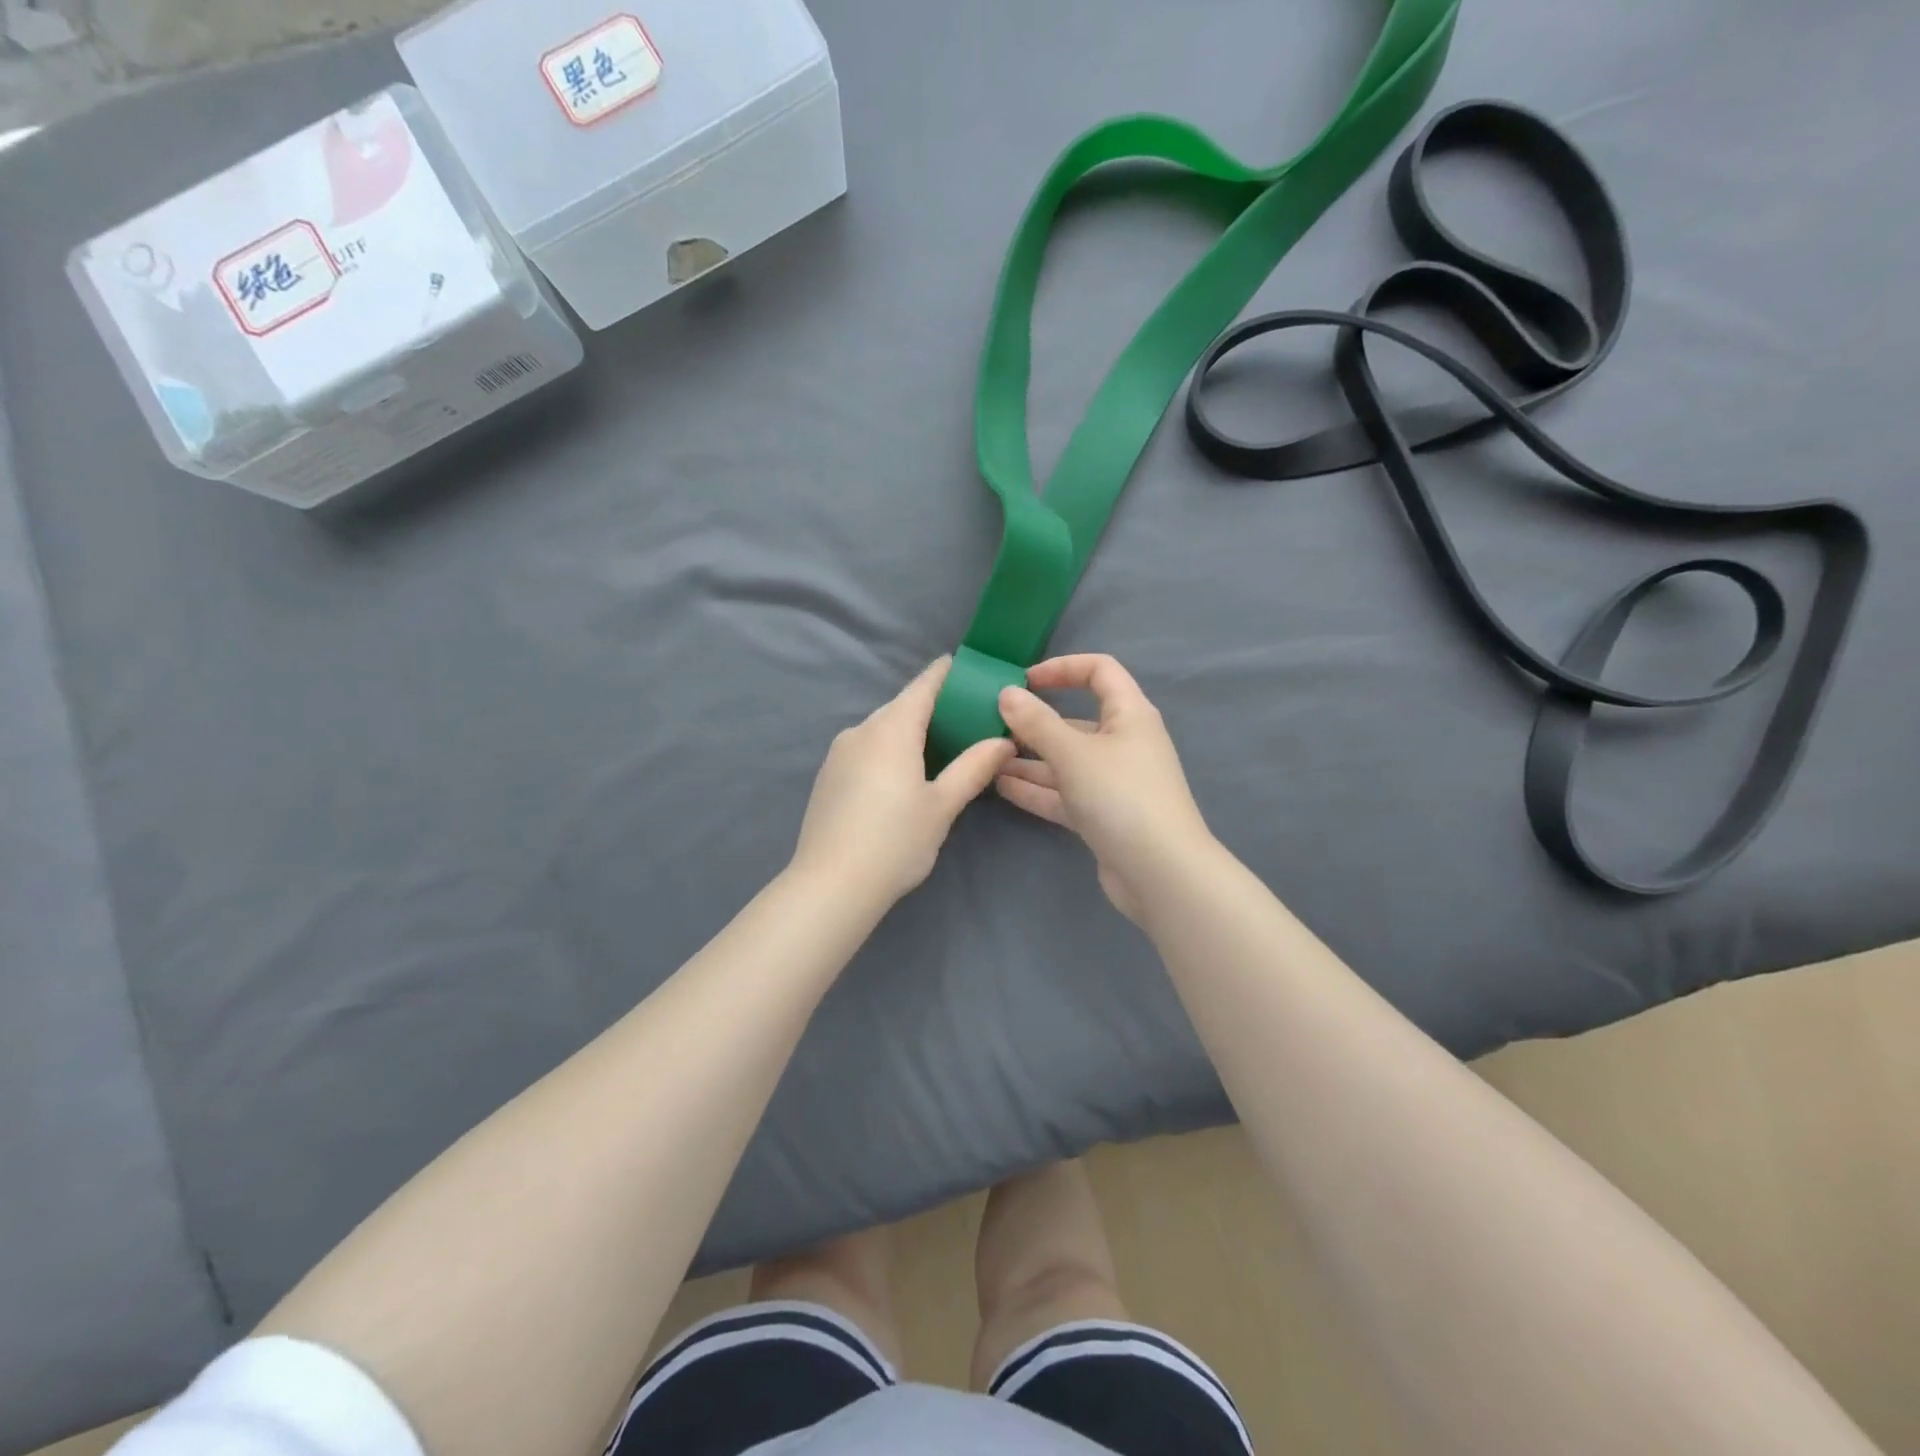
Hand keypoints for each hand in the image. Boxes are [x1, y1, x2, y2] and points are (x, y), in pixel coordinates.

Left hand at [792, 658, 1016, 906]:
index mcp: (892, 729)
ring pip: (881, 729)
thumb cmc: (895, 841)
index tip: (967, 666)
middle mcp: (861, 730)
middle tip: (966, 716)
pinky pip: (865, 748)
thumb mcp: (943, 805)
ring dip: (909, 730)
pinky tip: (902, 775)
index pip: (923, 686)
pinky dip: (888, 749)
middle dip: (932, 706)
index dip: (946, 673)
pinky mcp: (827, 775)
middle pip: (902, 706)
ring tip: (940, 747)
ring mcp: (838, 752)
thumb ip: (974, 767)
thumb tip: (1004, 741)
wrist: (830, 886)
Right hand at [994, 655, 1212, 922]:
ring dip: (1029, 759)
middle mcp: (1124, 743)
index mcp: (1129, 715)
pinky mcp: (1103, 815)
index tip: (1024, 680)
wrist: (1160, 872)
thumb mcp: (1073, 753)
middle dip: (1035, 722)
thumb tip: (1007, 693)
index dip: (1062, 668)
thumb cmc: (1120, 796)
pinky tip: (1001, 786)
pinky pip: (1065, 793)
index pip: (1099, 671)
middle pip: (1076, 722)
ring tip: (987, 758)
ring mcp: (1113, 782)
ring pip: (1066, 761)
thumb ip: (1036, 722)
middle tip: (992, 726)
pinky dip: (1037, 788)